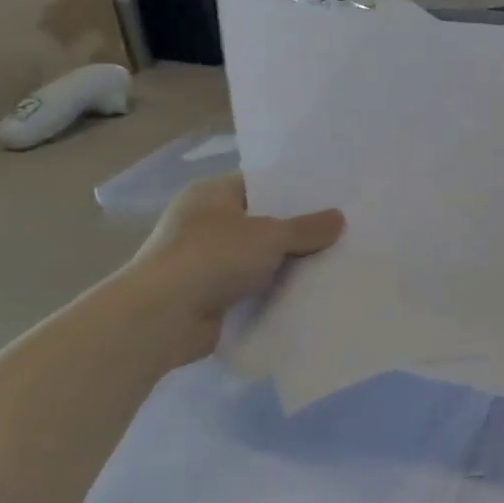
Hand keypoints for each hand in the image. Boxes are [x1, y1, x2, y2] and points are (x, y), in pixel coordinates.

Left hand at [121, 174, 343, 365]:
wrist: (162, 318)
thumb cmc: (212, 258)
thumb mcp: (270, 236)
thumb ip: (307, 228)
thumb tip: (338, 219)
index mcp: (211, 195)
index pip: (259, 184)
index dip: (294, 190)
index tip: (331, 197)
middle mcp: (205, 223)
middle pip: (262, 221)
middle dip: (297, 229)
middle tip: (341, 229)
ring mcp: (205, 260)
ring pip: (259, 256)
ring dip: (287, 262)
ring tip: (335, 260)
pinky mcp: (210, 294)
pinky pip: (253, 286)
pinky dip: (274, 289)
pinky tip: (309, 291)